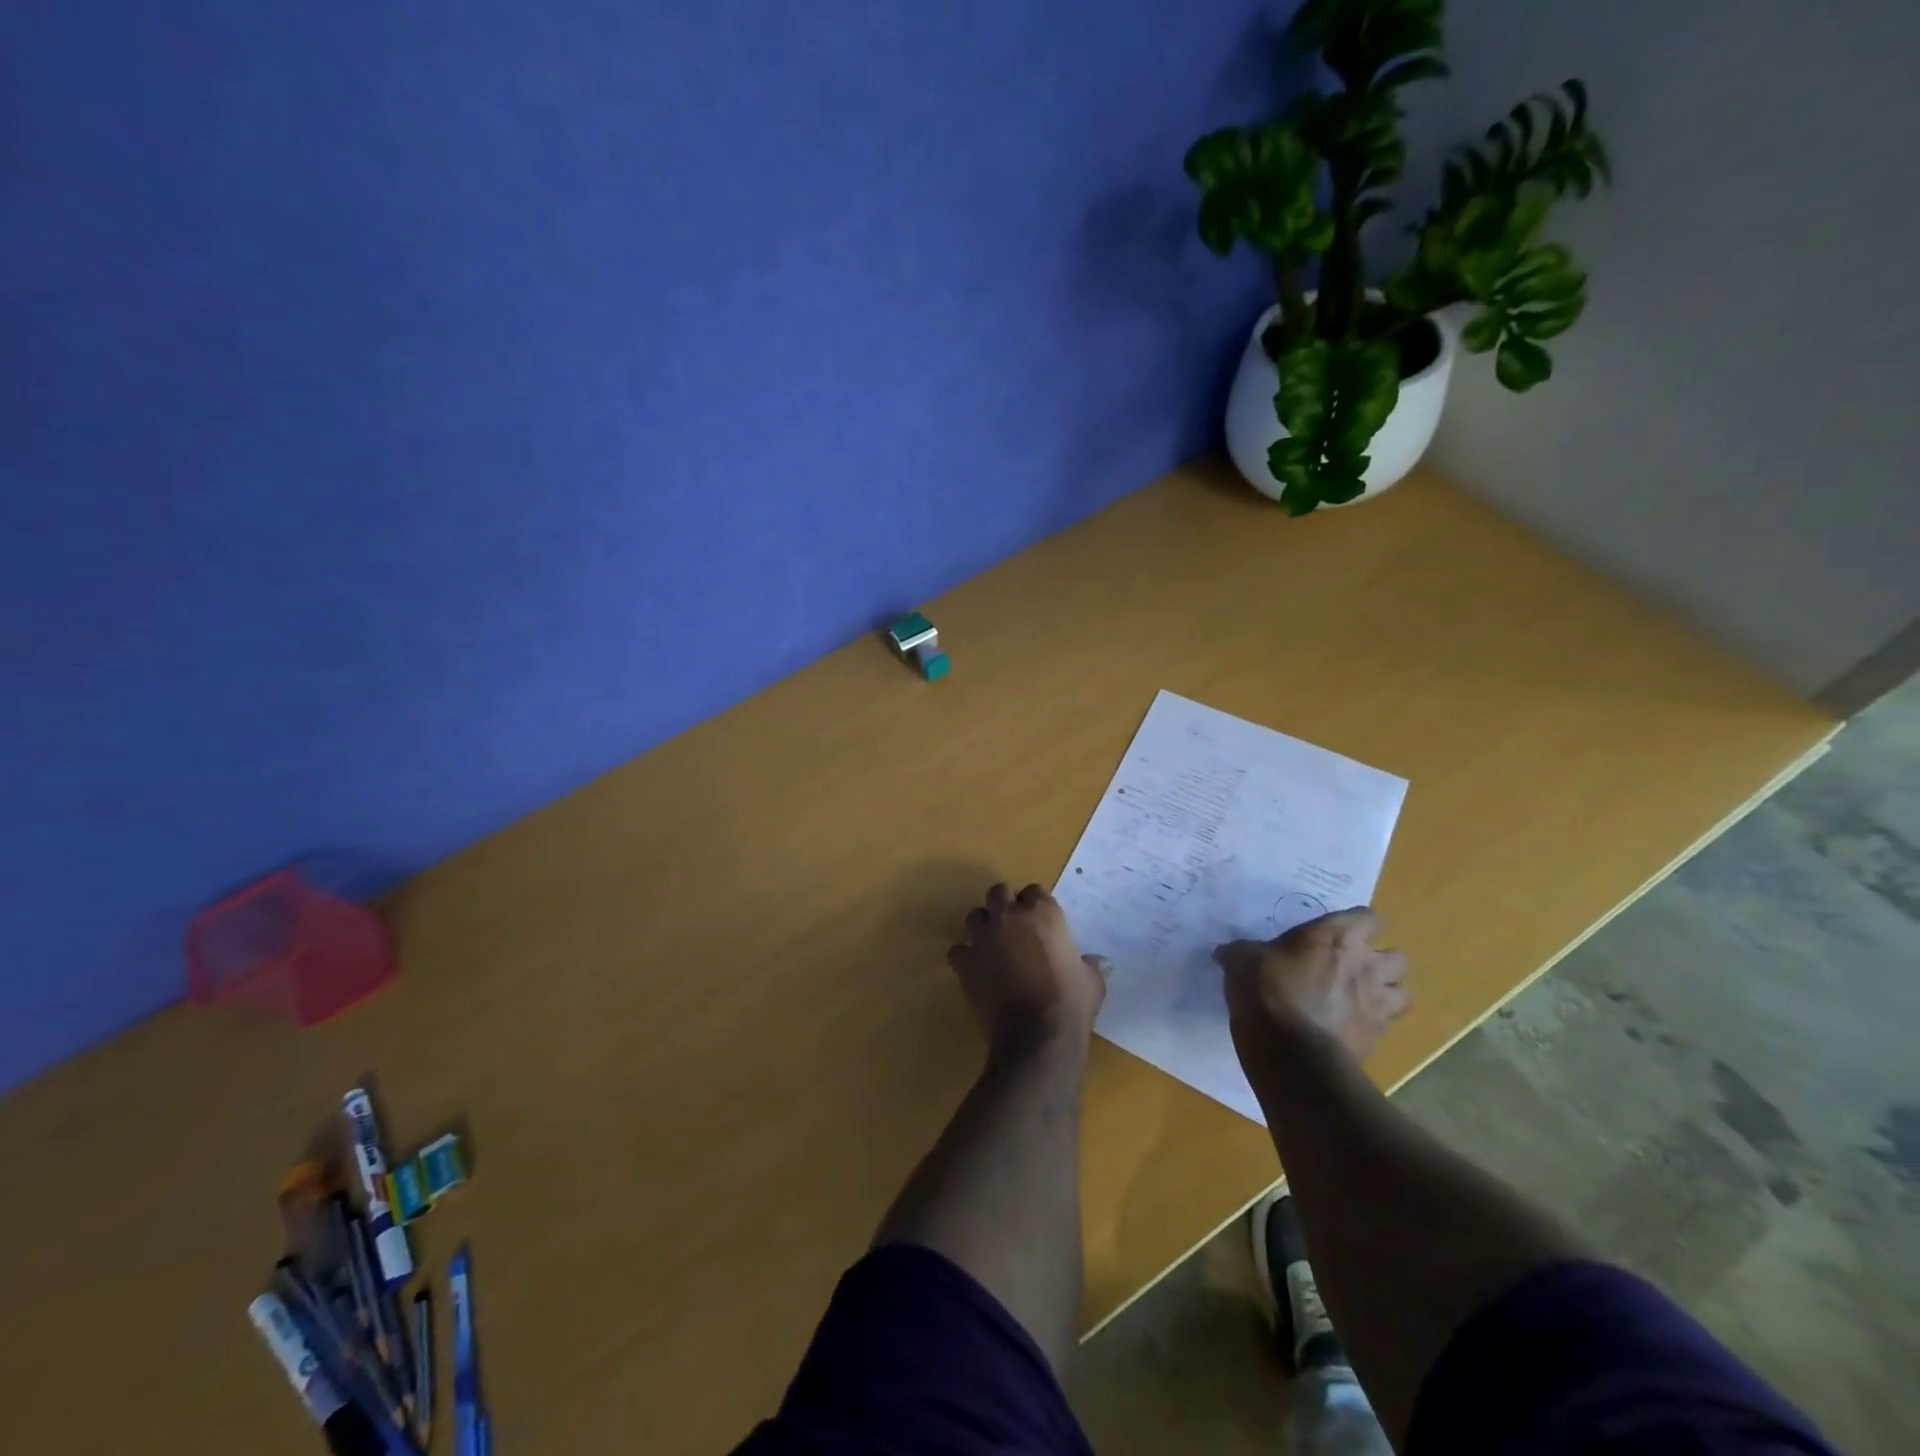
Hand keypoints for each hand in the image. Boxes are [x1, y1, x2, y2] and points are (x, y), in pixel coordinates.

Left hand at [948, 883, 1106, 1051]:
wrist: (1036, 1035)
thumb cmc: (1070, 1003)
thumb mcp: (1091, 982)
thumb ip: (1091, 965)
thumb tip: (1100, 962)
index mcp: (1043, 913)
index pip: (1035, 891)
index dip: (1036, 904)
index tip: (1040, 920)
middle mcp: (1009, 917)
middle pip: (998, 893)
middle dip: (1004, 905)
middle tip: (1012, 926)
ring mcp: (983, 937)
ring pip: (974, 916)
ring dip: (982, 926)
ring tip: (991, 945)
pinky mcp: (964, 962)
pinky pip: (957, 950)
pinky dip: (965, 957)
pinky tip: (975, 970)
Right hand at [1214, 907, 1409, 1063]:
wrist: (1289, 1050)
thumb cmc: (1267, 989)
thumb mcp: (1243, 961)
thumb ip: (1242, 953)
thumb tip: (1225, 953)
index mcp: (1336, 936)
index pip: (1368, 917)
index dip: (1358, 924)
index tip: (1340, 933)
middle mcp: (1366, 964)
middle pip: (1398, 956)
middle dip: (1380, 961)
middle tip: (1354, 969)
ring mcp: (1377, 1002)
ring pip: (1404, 992)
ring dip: (1387, 993)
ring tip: (1363, 999)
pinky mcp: (1378, 1037)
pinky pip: (1388, 1026)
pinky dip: (1374, 1024)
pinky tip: (1351, 1027)